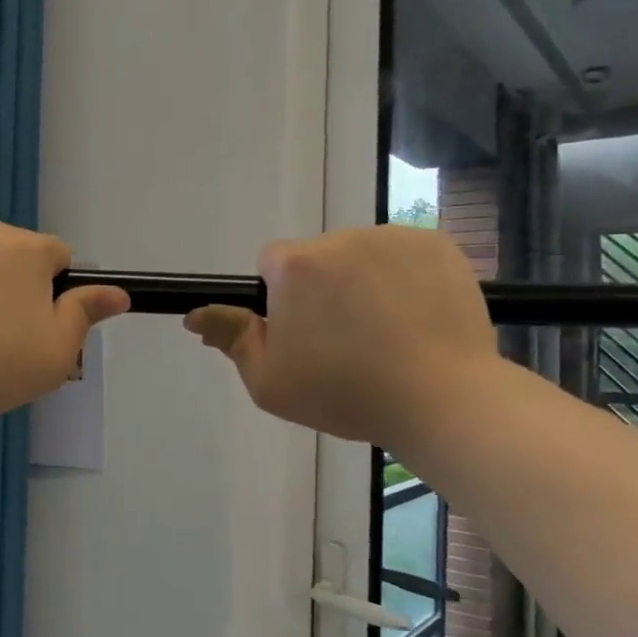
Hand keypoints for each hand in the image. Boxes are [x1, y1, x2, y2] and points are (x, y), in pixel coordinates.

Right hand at [184, 225, 496, 449]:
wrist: (442, 399)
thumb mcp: (269, 381)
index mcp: (295, 265)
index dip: (282, 300)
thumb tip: (195, 313)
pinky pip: (405, 256)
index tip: (303, 335)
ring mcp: (393, 237)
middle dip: (323, 290)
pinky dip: (406, 279)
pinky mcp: (438, 244)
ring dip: (364, 283)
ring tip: (388, 334)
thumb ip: (231, 338)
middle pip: (318, 259)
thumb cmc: (345, 393)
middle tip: (346, 342)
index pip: (271, 264)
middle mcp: (341, 238)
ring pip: (362, 256)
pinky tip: (418, 319)